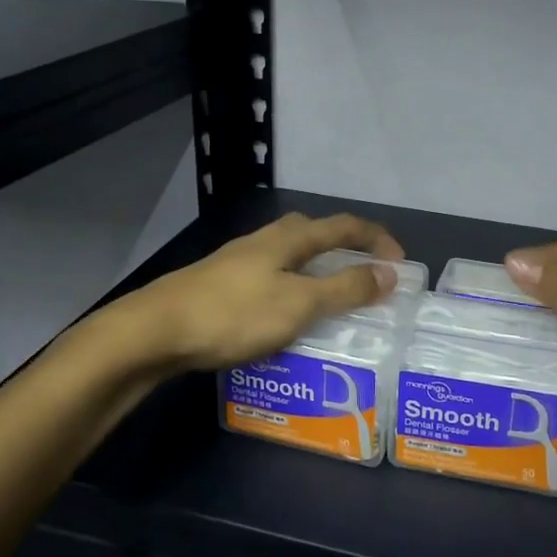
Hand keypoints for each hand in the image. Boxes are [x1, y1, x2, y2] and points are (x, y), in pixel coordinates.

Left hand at [129, 211, 404, 371]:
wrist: (156, 329)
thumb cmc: (234, 314)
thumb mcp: (299, 304)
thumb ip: (345, 288)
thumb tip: (389, 273)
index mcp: (289, 239)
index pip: (344, 226)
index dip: (376, 239)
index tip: (400, 264)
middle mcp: (265, 240)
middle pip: (314, 232)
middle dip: (344, 247)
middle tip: (363, 275)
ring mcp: (239, 260)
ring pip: (290, 255)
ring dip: (317, 269)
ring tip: (329, 299)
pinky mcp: (221, 283)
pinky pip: (271, 277)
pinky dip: (292, 288)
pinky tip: (285, 315)